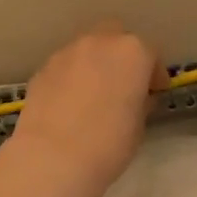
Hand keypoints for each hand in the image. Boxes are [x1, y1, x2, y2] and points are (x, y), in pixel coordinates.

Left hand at [7, 25, 163, 196]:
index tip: (154, 94)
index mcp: (132, 53)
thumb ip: (140, 103)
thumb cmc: (108, 144)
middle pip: (116, 38)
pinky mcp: (41, 70)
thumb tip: (135, 98)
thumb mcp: (138, 127)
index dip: (155, 76)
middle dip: (122, 56)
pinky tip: (70, 105)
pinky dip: (71, 79)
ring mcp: (66, 54)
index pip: (151, 55)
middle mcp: (98, 43)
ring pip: (87, 51)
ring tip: (94, 96)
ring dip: (94, 66)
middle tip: (124, 85)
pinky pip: (65, 68)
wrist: (52, 159)